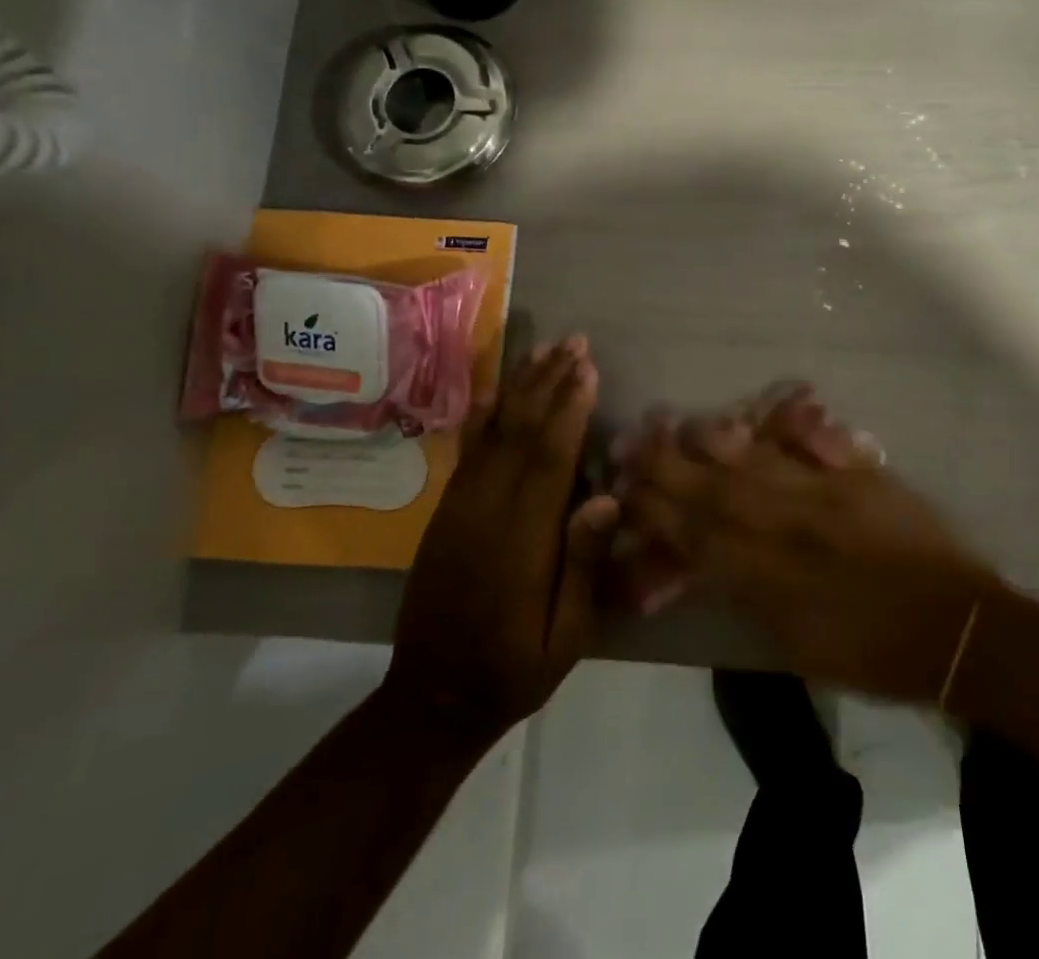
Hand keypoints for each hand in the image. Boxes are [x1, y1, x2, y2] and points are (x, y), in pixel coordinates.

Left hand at [385, 337, 616, 744]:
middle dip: (548, 381)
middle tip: (573, 341)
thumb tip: (606, 497)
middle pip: (521, 431)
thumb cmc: (514, 667)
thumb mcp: (565, 636)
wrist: (432, 697)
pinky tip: (491, 390)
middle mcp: (487, 510)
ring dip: (519, 387)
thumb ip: (582, 565)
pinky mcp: (445, 511)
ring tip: (543, 349)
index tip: (588, 368)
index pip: (550, 458)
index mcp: (522, 540)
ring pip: (493, 432)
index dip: (569, 408)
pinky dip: (481, 415)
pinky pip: (466, 452)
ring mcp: (460, 507)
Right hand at [620, 389, 998, 702]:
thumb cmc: (870, 653)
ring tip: (680, 422)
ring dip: (714, 439)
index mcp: (770, 575)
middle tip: (631, 438)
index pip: (696, 534)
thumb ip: (746, 595)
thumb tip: (703, 561)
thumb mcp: (795, 643)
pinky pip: (823, 441)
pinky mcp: (863, 474)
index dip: (655, 509)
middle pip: (715, 489)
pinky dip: (796, 421)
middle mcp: (790, 525)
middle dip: (667, 465)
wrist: (954, 630)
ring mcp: (829, 492)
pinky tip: (774, 407)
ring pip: (758, 458)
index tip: (622, 487)